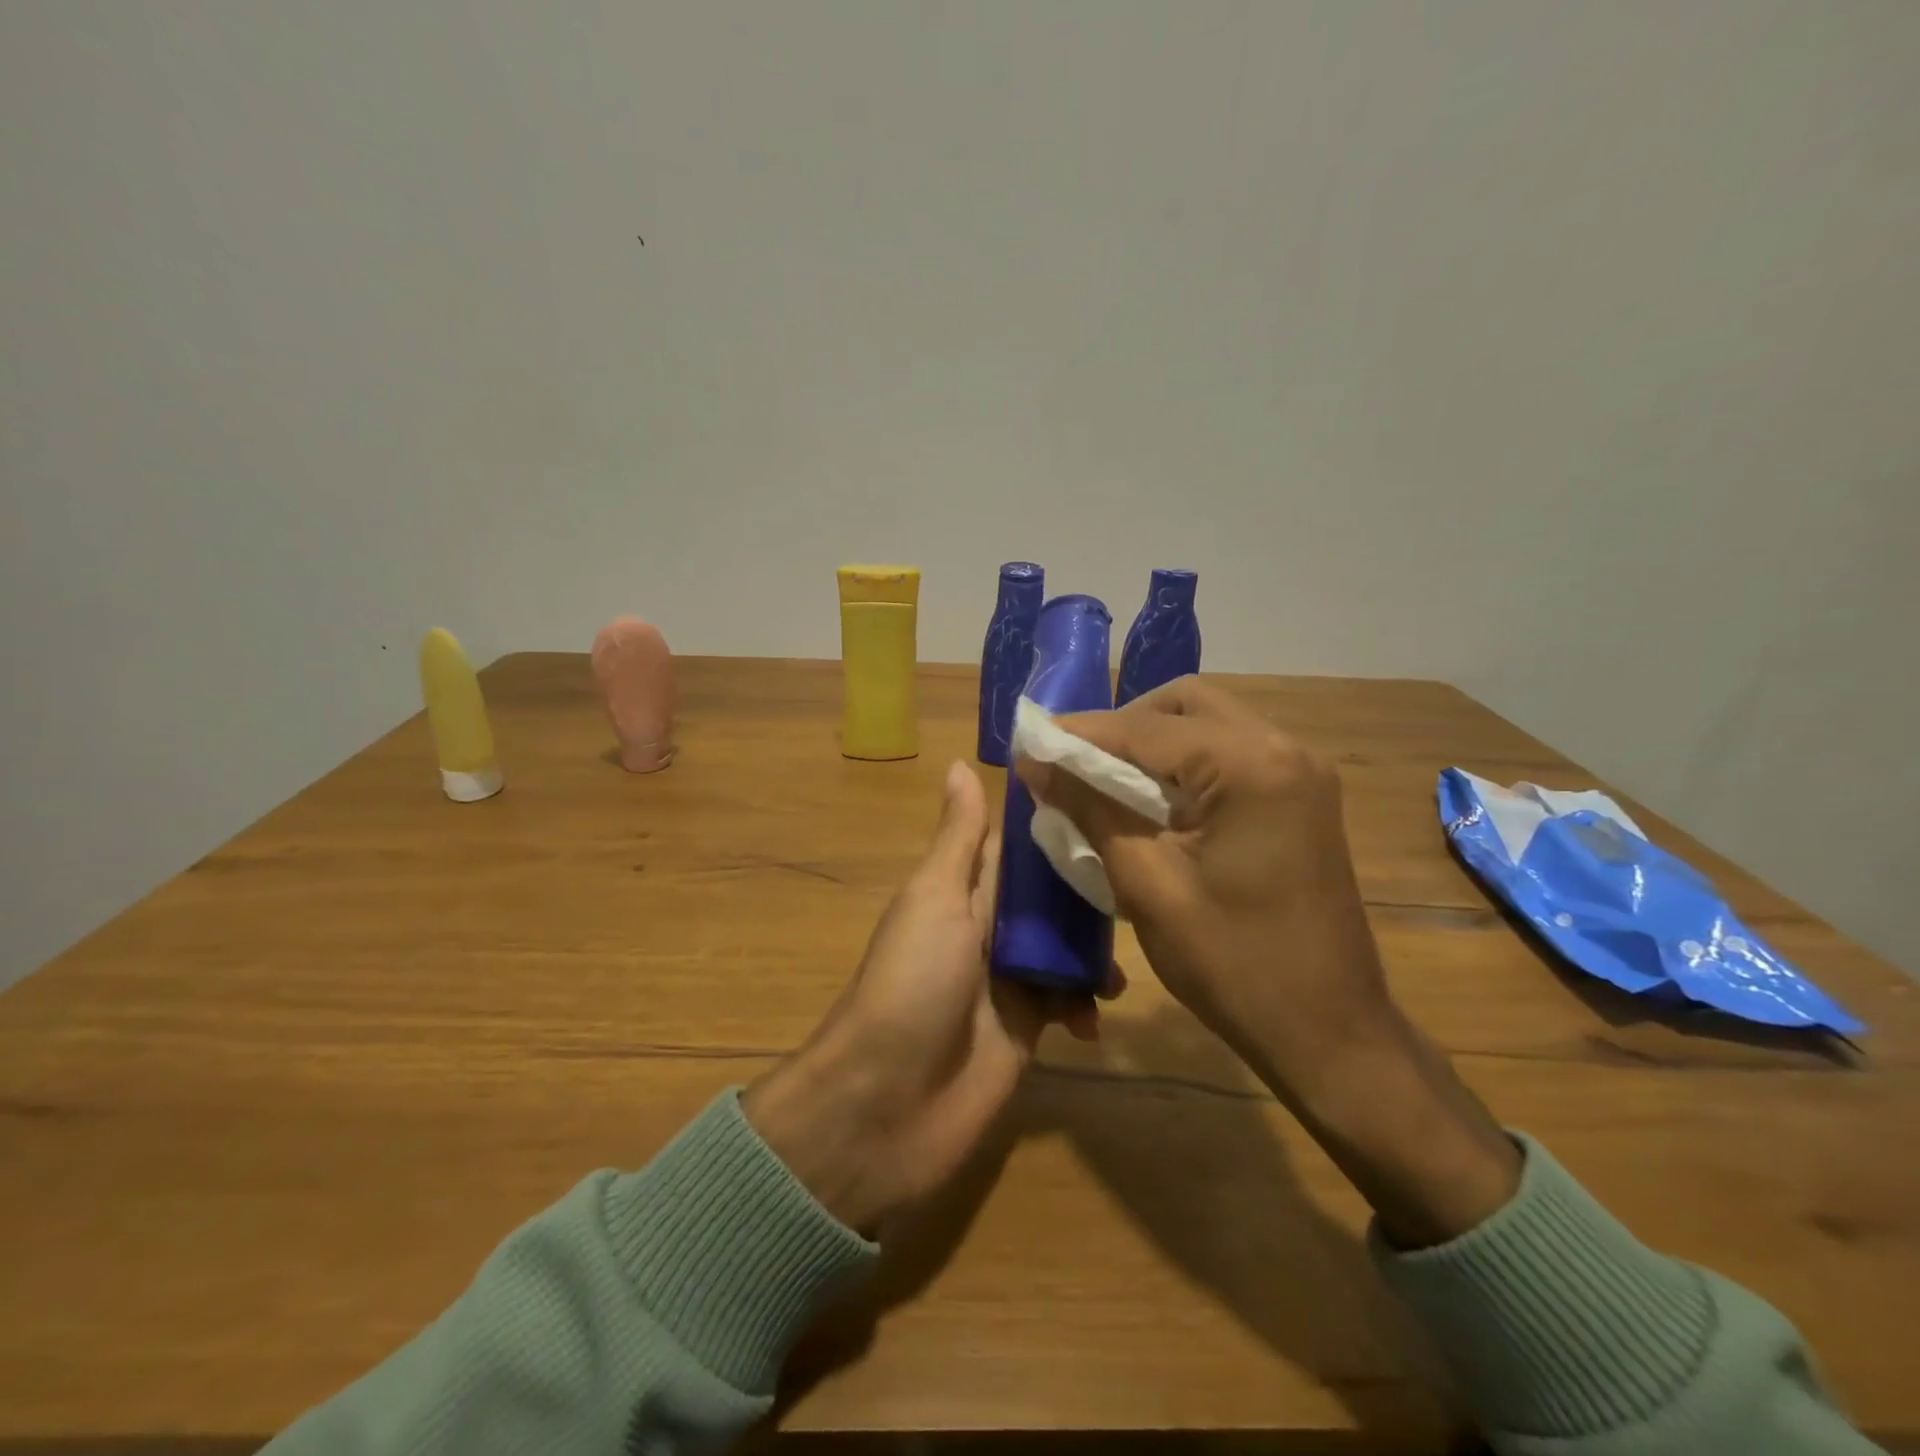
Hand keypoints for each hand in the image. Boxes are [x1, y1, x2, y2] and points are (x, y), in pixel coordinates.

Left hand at [743, 761, 1097, 1235]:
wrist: (888, 1101)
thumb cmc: (913, 982)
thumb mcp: (935, 897)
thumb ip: (958, 839)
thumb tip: (959, 762)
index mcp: (964, 890)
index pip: (1019, 847)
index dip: (1059, 825)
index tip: (1113, 802)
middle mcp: (989, 928)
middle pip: (1052, 898)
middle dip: (1092, 894)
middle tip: (1144, 886)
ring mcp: (1009, 980)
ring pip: (1067, 948)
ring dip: (1096, 953)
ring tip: (1121, 965)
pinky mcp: (1027, 1029)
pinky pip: (1069, 1003)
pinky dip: (1086, 1005)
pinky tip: (1095, 1016)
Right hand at [1016, 676, 1387, 1093]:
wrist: (1330, 1032)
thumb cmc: (1234, 965)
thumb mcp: (1147, 886)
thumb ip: (1090, 810)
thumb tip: (1036, 763)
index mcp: (1251, 767)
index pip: (1147, 728)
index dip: (1080, 733)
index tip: (1030, 742)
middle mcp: (1284, 749)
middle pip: (1185, 704)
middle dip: (1123, 725)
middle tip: (1074, 761)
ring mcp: (1300, 772)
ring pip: (1209, 725)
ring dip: (1153, 741)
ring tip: (1102, 778)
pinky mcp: (1302, 797)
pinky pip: (1230, 754)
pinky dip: (1184, 763)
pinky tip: (1151, 797)